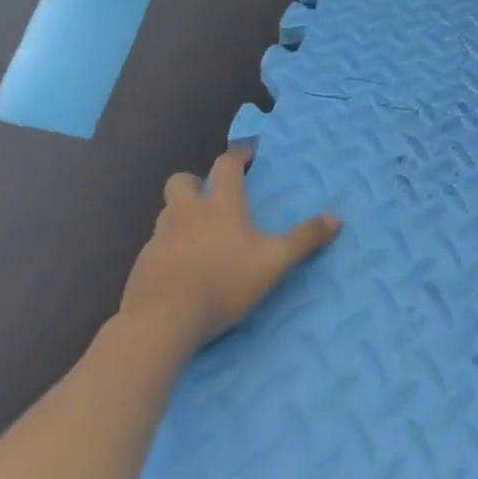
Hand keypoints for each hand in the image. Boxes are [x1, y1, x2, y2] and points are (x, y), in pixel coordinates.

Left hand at [118, 147, 339, 354]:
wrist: (160, 323)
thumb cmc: (223, 282)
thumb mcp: (275, 261)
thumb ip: (305, 238)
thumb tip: (336, 218)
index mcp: (220, 205)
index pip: (226, 165)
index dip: (238, 155)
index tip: (248, 154)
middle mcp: (186, 213)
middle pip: (182, 182)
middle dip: (196, 182)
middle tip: (212, 197)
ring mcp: (159, 239)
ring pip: (167, 214)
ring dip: (182, 216)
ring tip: (199, 236)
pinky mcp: (141, 266)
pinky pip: (156, 246)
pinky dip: (169, 249)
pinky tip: (181, 269)